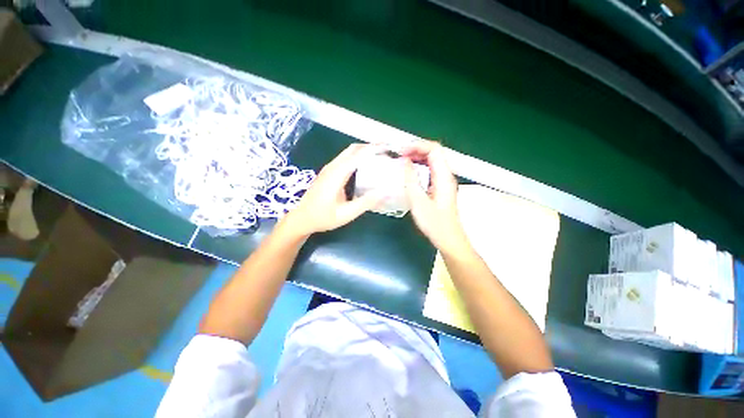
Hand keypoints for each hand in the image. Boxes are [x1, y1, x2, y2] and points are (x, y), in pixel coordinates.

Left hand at [280, 144, 382, 238]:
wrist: (301, 218)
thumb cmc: (322, 217)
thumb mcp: (346, 214)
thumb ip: (365, 203)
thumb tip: (385, 192)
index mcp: (336, 174)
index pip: (358, 155)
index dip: (374, 149)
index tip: (388, 148)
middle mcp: (332, 167)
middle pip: (353, 149)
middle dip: (371, 147)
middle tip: (387, 152)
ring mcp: (329, 168)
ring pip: (349, 152)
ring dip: (364, 151)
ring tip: (380, 157)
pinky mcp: (329, 172)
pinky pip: (345, 158)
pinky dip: (358, 157)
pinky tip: (366, 165)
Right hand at [402, 141, 470, 254]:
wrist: (448, 239)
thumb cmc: (434, 223)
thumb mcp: (418, 201)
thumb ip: (411, 179)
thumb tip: (405, 162)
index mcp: (444, 177)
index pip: (434, 150)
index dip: (417, 146)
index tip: (401, 151)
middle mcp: (446, 175)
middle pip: (434, 152)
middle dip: (416, 149)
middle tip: (399, 154)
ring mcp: (444, 181)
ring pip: (432, 160)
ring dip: (417, 157)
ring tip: (402, 159)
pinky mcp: (440, 187)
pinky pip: (430, 169)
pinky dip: (419, 166)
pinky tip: (410, 171)